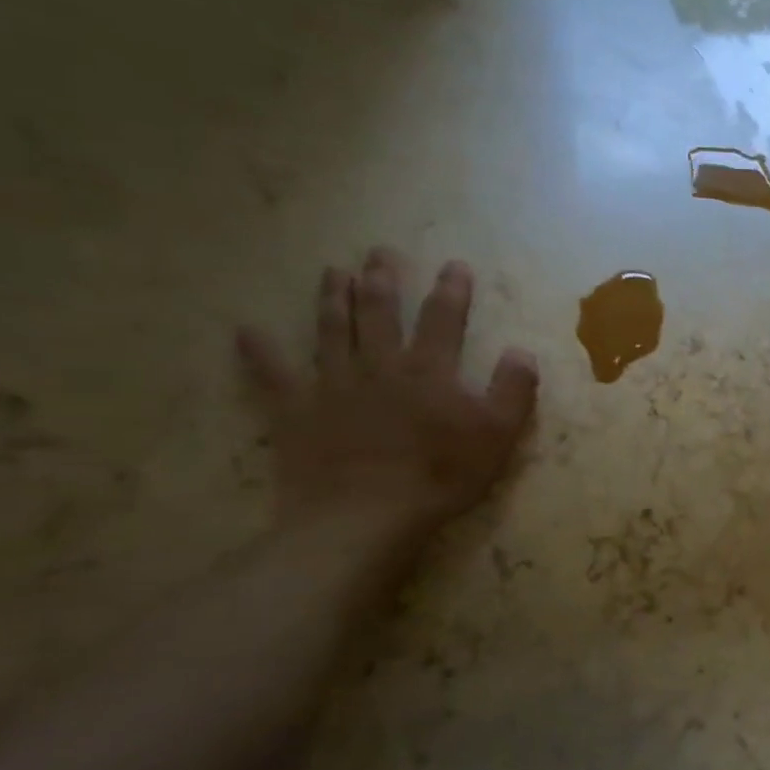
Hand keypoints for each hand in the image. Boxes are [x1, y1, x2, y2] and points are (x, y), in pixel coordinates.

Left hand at [236, 247, 538, 538]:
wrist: (365, 516)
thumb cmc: (440, 476)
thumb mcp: (497, 436)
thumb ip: (513, 391)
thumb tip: (522, 352)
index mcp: (428, 370)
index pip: (443, 319)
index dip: (451, 291)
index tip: (455, 266)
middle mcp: (378, 365)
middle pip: (379, 313)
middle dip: (382, 280)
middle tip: (380, 253)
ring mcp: (332, 386)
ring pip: (331, 331)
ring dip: (332, 299)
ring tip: (332, 271)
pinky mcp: (296, 412)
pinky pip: (273, 375)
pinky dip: (259, 352)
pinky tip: (246, 330)